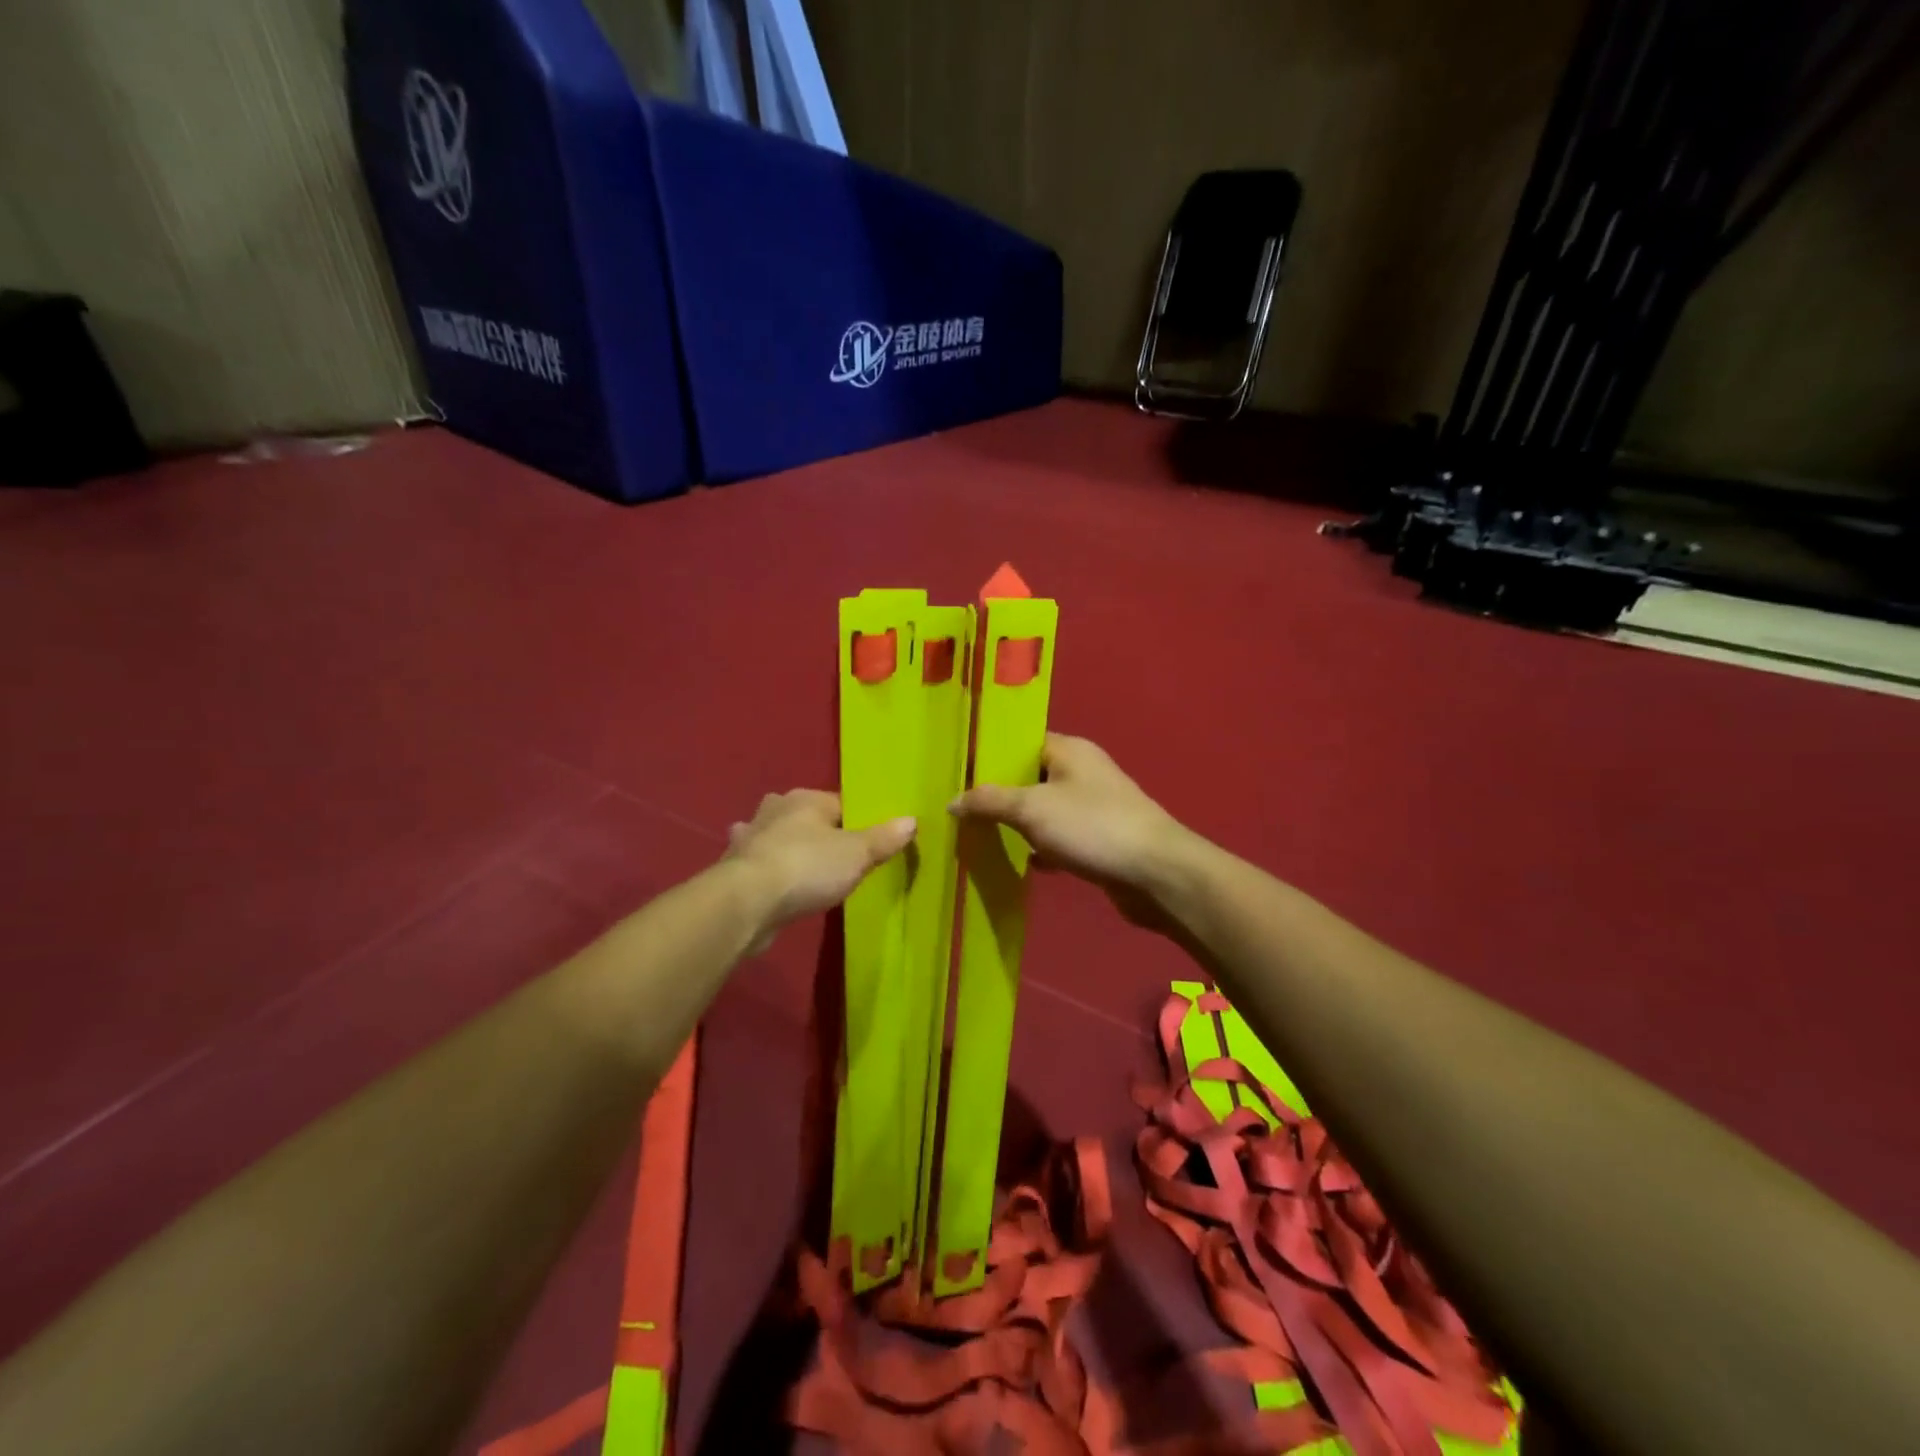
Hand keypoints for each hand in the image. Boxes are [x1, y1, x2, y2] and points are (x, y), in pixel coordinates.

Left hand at [724, 790, 914, 944]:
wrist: (746, 903)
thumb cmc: (807, 868)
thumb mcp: (857, 854)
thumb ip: (883, 838)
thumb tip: (911, 820)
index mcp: (806, 799)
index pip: (840, 803)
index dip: (857, 822)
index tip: (870, 844)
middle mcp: (774, 809)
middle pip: (805, 817)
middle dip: (816, 831)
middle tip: (837, 856)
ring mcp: (749, 838)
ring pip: (775, 837)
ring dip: (784, 847)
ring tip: (802, 867)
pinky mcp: (734, 868)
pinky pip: (759, 865)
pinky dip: (767, 871)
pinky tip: (774, 886)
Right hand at [949, 735, 1194, 925]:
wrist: (1156, 873)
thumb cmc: (1092, 827)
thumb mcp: (1032, 808)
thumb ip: (989, 801)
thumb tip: (952, 801)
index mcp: (1069, 750)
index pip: (1020, 742)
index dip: (989, 755)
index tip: (956, 773)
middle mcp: (1082, 772)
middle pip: (1030, 777)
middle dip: (998, 794)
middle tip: (960, 809)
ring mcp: (1094, 807)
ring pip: (1045, 810)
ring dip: (1019, 824)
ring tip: (980, 835)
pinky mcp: (1100, 839)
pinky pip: (1061, 838)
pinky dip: (1043, 849)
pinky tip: (1024, 863)